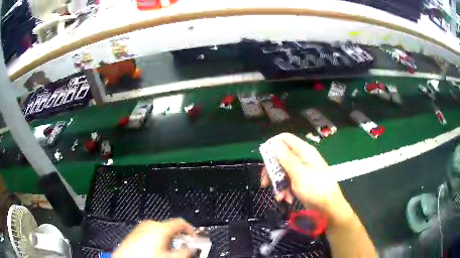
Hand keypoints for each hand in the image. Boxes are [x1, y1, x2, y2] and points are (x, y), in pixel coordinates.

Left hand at [113, 218, 193, 257]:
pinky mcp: (135, 232)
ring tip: (167, 251)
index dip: (190, 230)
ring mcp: (141, 227)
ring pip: (160, 230)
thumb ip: (185, 252)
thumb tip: (190, 249)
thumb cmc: (146, 257)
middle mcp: (150, 224)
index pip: (181, 222)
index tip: (194, 237)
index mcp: (160, 228)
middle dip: (178, 237)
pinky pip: (150, 232)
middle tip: (181, 248)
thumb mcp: (170, 257)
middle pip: (170, 227)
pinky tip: (155, 250)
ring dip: (167, 239)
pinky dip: (157, 239)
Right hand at [261, 133, 350, 223]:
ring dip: (278, 184)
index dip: (273, 145)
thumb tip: (274, 143)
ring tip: (279, 196)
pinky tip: (286, 199)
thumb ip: (286, 158)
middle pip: (281, 157)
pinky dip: (285, 190)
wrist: (328, 208)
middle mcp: (302, 158)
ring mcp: (302, 171)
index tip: (264, 158)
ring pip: (283, 171)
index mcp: (304, 151)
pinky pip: (288, 182)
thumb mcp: (299, 173)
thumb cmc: (315, 188)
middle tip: (265, 182)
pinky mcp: (301, 182)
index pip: (285, 139)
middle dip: (272, 170)